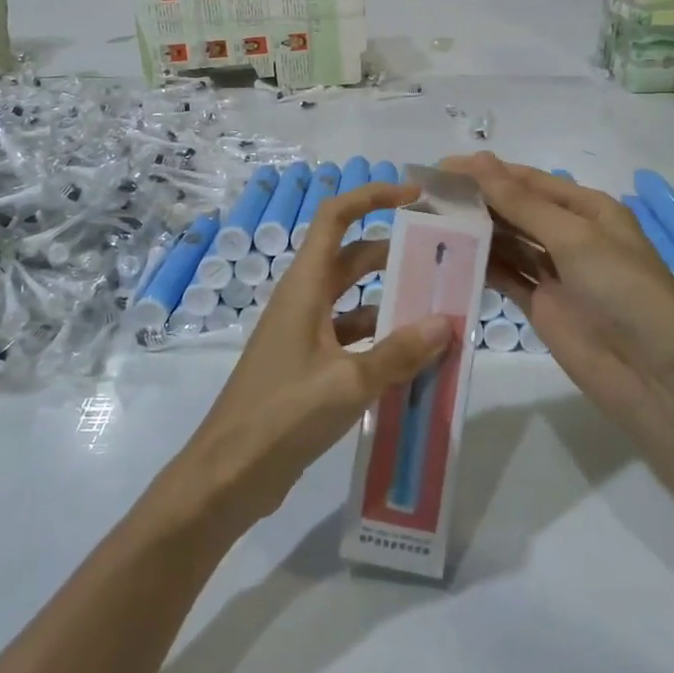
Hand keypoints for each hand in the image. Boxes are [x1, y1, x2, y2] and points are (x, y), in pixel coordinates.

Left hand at [164, 181, 452, 535]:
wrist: (228, 475)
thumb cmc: (283, 415)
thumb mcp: (348, 383)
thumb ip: (399, 353)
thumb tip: (445, 323)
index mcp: (305, 286)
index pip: (336, 217)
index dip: (372, 197)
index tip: (415, 197)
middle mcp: (304, 300)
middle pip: (352, 257)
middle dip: (395, 252)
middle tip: (442, 258)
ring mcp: (304, 333)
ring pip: (355, 299)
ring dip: (392, 301)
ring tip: (440, 311)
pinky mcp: (308, 365)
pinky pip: (352, 337)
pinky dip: (381, 340)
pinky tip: (414, 361)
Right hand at [443, 153, 673, 432]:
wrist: (653, 376)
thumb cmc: (622, 291)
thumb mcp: (575, 238)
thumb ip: (522, 203)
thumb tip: (478, 160)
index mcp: (589, 210)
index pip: (529, 181)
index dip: (487, 172)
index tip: (442, 167)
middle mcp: (571, 236)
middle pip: (516, 210)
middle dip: (478, 200)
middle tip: (428, 195)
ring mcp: (554, 272)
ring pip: (507, 242)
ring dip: (475, 231)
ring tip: (430, 221)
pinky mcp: (541, 305)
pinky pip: (505, 277)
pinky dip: (480, 266)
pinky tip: (448, 256)